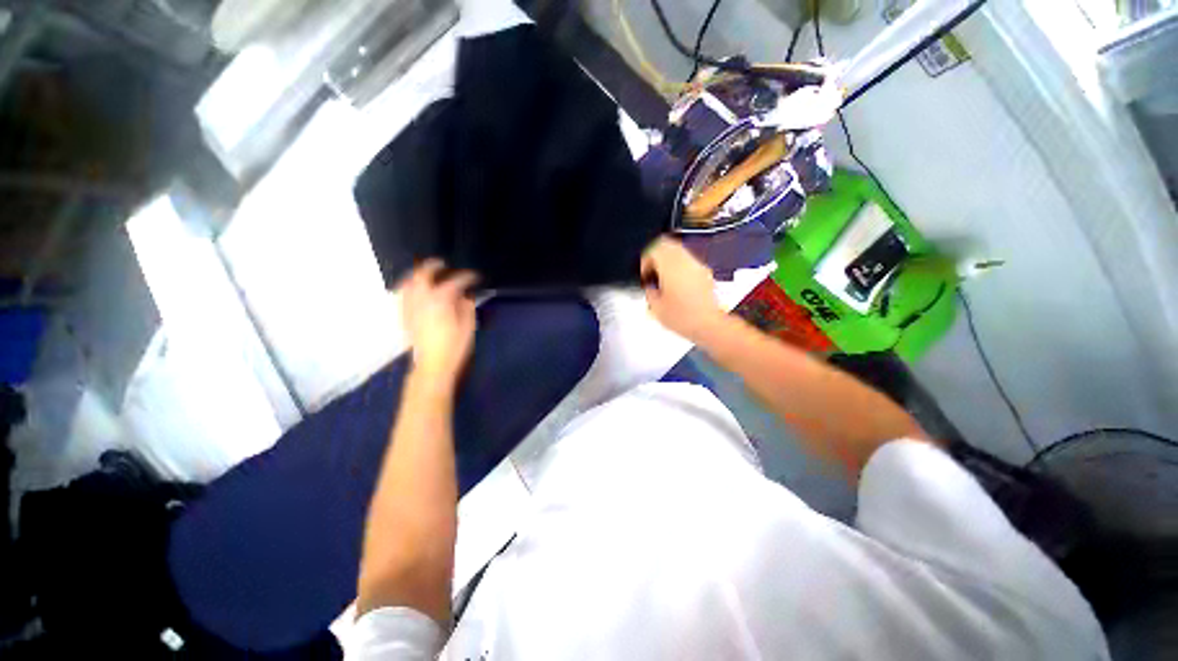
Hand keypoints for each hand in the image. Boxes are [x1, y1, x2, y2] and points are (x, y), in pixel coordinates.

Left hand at [400, 260, 478, 388]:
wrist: (432, 365)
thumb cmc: (455, 346)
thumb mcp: (468, 326)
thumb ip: (466, 306)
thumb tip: (464, 295)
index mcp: (441, 300)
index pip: (455, 281)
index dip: (467, 277)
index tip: (475, 276)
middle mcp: (422, 299)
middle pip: (423, 274)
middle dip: (433, 266)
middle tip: (443, 264)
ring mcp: (410, 306)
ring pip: (408, 282)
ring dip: (417, 274)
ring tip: (426, 273)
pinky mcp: (404, 315)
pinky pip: (402, 294)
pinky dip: (408, 286)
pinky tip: (415, 289)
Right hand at [640, 236, 726, 342]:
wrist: (710, 325)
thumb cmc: (682, 317)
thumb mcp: (656, 308)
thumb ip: (650, 292)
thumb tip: (650, 287)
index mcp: (670, 266)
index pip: (654, 248)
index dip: (645, 260)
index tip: (643, 275)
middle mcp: (685, 261)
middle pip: (667, 244)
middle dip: (656, 256)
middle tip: (651, 272)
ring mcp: (697, 265)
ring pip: (678, 251)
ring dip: (667, 260)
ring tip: (663, 279)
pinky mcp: (705, 272)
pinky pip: (688, 261)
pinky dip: (678, 266)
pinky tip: (676, 284)